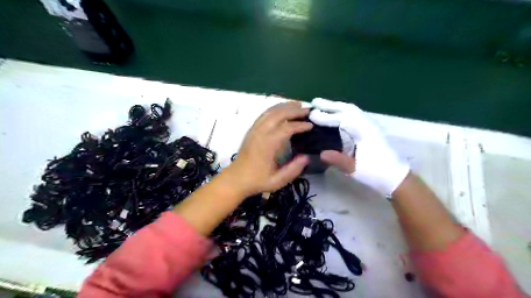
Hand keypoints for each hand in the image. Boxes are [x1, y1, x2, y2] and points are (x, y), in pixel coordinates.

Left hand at [227, 101, 311, 196]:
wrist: (236, 179)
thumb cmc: (257, 181)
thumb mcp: (277, 181)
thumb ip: (293, 170)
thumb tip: (306, 157)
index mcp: (267, 144)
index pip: (286, 128)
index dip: (300, 125)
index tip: (311, 126)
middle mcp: (260, 133)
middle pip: (278, 114)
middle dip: (294, 110)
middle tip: (308, 110)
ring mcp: (254, 129)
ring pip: (270, 111)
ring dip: (285, 106)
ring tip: (297, 104)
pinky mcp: (251, 130)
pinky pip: (264, 114)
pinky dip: (275, 109)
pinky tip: (282, 109)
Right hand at [308, 97, 409, 194]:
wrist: (397, 177)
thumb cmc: (377, 173)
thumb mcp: (355, 169)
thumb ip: (338, 160)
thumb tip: (320, 153)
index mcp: (365, 132)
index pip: (342, 120)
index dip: (326, 117)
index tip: (311, 114)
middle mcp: (368, 125)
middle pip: (348, 109)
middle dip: (330, 105)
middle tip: (315, 102)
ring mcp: (371, 125)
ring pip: (353, 110)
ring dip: (337, 106)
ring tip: (323, 105)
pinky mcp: (372, 129)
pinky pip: (356, 115)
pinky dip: (344, 111)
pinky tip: (338, 114)